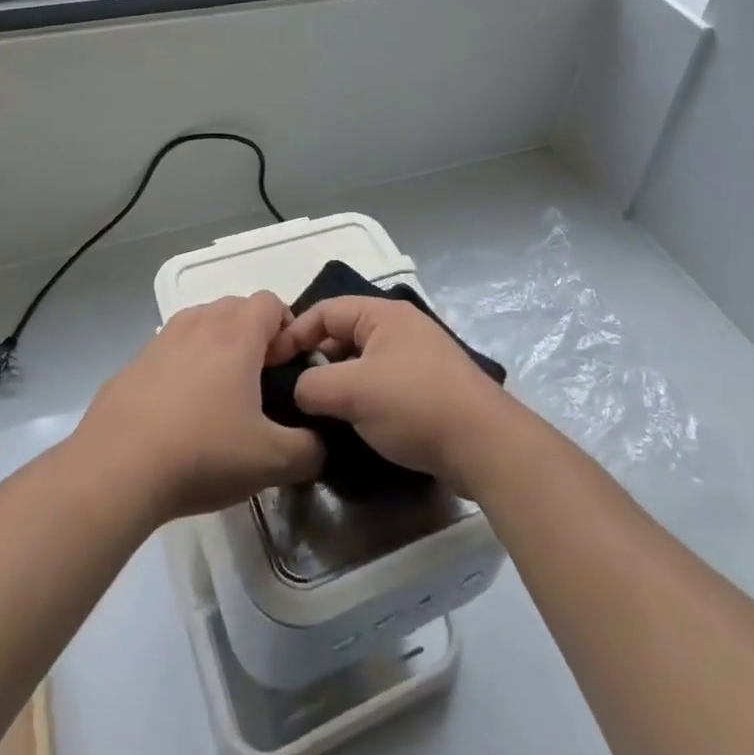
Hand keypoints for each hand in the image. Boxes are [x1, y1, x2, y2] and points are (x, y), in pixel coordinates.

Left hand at [76, 292, 323, 524]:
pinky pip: (170, 352)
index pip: (272, 302)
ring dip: (217, 349)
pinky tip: (178, 417)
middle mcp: (199, 323)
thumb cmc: (202, 453)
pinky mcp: (133, 364)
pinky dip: (183, 369)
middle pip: (236, 309)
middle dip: (254, 337)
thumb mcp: (271, 461)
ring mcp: (161, 340)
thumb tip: (321, 446)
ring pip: (201, 326)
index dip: (287, 331)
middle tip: (258, 385)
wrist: (114, 471)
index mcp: (236, 333)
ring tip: (219, 399)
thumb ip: (310, 450)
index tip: (286, 370)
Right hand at [268, 296, 517, 497]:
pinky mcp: (428, 387)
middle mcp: (400, 327)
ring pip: (362, 362)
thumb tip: (299, 390)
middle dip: (316, 360)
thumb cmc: (414, 404)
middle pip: (344, 335)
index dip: (294, 332)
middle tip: (291, 392)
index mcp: (382, 315)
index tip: (271, 363)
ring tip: (317, 412)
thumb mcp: (353, 392)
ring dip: (339, 383)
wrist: (483, 444)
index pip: (325, 310)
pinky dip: (363, 397)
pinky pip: (382, 383)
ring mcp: (417, 357)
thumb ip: (313, 386)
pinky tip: (352, 424)